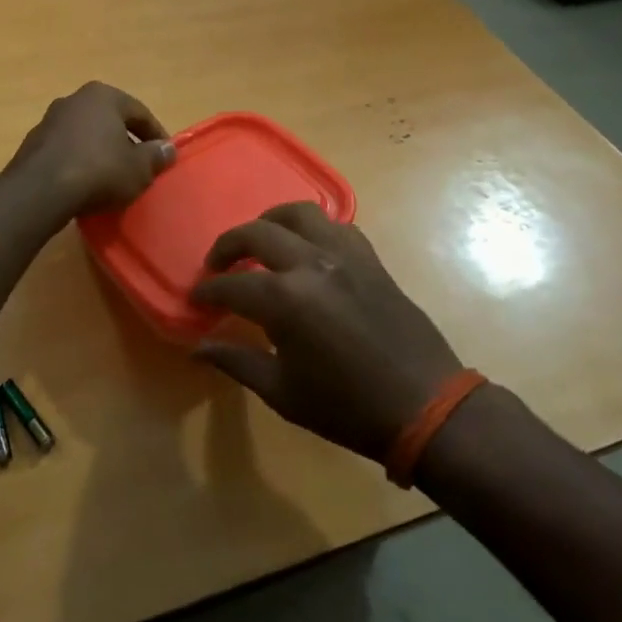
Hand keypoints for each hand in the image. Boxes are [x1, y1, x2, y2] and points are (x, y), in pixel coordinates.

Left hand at [9, 82, 175, 216]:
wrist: (41, 190)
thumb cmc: (99, 171)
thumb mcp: (138, 168)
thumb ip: (155, 156)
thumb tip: (167, 149)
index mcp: (103, 96)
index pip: (139, 112)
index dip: (156, 135)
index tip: (164, 156)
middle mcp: (74, 100)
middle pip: (110, 120)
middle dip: (125, 141)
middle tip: (139, 166)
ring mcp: (49, 120)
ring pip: (86, 134)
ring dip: (100, 152)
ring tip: (112, 177)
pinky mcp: (32, 144)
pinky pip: (66, 150)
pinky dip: (79, 162)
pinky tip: (85, 184)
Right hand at [192, 202, 461, 462]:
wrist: (424, 406)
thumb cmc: (347, 407)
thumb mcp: (282, 392)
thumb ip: (236, 361)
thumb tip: (197, 348)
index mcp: (284, 300)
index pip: (231, 285)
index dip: (208, 291)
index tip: (196, 299)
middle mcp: (311, 264)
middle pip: (257, 233)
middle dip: (228, 245)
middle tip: (217, 265)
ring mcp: (344, 256)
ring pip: (299, 213)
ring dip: (270, 221)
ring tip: (260, 241)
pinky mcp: (369, 259)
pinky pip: (336, 226)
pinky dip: (313, 229)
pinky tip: (306, 249)